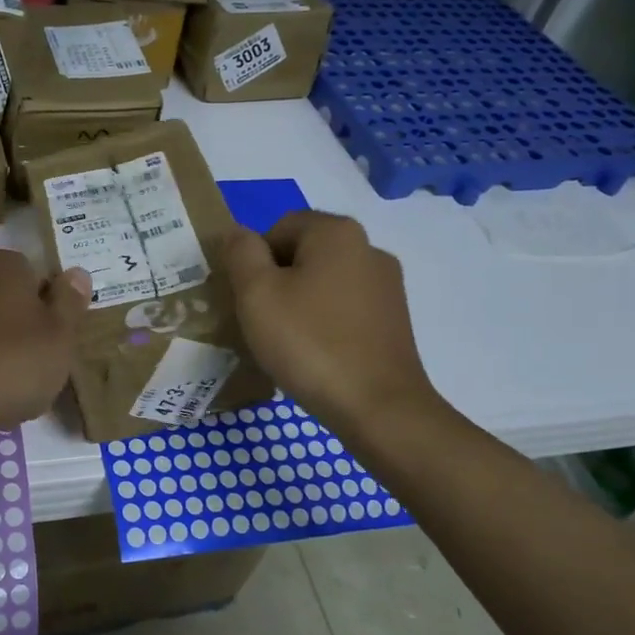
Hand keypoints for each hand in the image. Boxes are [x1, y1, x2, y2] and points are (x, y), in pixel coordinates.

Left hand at [0, 250, 90, 435]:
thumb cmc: (11, 361)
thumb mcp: (59, 334)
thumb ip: (70, 303)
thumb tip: (77, 273)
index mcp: (3, 267)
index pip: (35, 272)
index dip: (52, 301)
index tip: (63, 333)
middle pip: (10, 303)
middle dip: (27, 330)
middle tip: (48, 363)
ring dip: (4, 355)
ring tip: (22, 390)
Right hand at [224, 211, 447, 431]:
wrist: (378, 407)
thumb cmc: (309, 343)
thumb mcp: (256, 294)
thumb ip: (241, 253)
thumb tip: (238, 234)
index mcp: (336, 232)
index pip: (278, 227)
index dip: (254, 261)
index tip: (248, 299)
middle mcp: (369, 248)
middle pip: (304, 253)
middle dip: (277, 282)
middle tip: (261, 322)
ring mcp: (387, 285)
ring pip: (324, 283)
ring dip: (300, 304)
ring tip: (286, 343)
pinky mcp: (395, 320)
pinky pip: (346, 309)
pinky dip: (325, 323)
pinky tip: (315, 355)